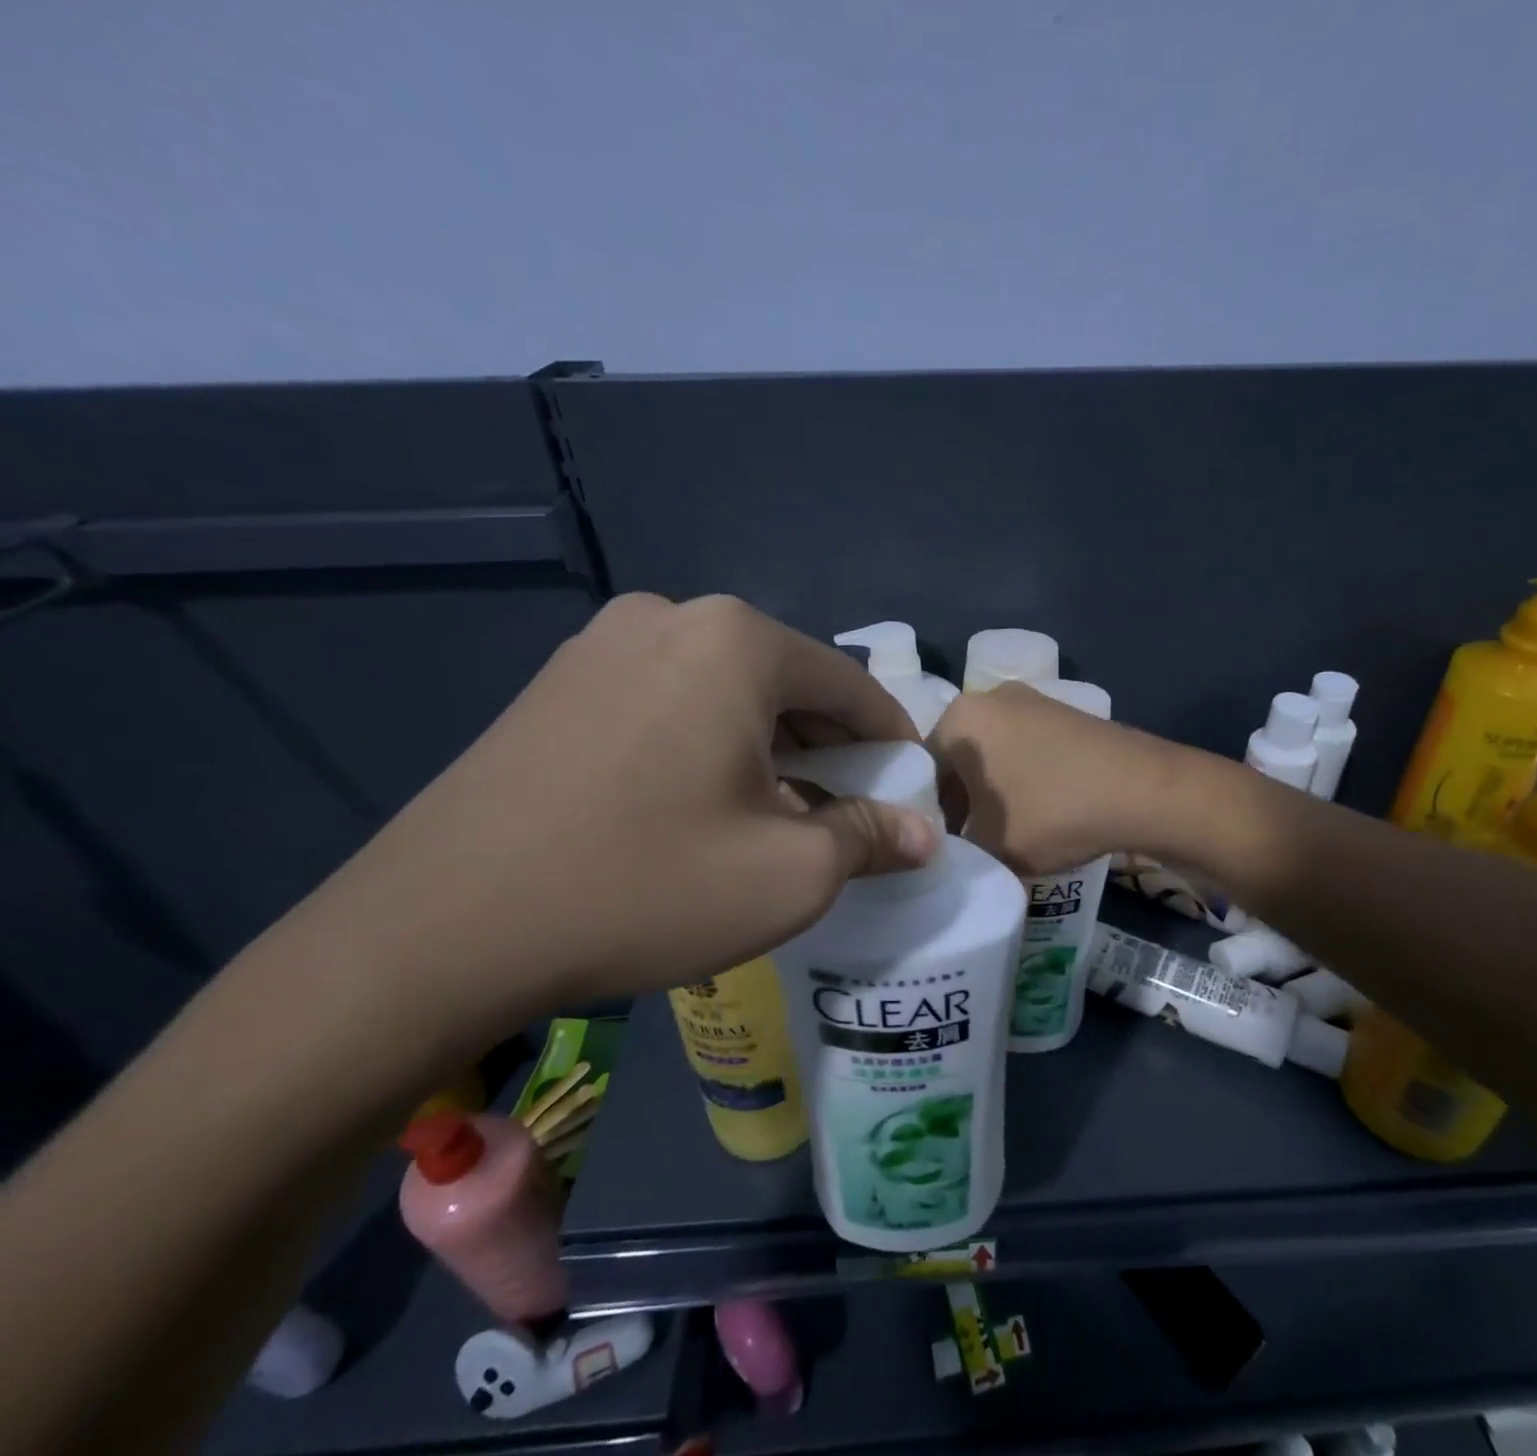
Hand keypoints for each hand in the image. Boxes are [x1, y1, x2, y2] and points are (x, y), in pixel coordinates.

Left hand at [281, 595, 936, 1026]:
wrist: (439, 929)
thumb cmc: (644, 885)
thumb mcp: (789, 874)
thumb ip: (870, 838)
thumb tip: (922, 834)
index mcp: (737, 640)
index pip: (850, 684)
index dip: (889, 739)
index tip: (908, 788)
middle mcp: (670, 616)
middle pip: (785, 681)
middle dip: (825, 745)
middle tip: (841, 810)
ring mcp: (600, 643)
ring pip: (722, 690)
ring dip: (764, 744)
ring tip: (770, 811)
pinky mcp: (556, 683)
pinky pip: (664, 700)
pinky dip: (703, 742)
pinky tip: (693, 802)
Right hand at [928, 683, 1187, 875]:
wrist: (1143, 790)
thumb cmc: (1052, 812)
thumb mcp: (990, 846)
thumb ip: (957, 848)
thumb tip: (953, 848)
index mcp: (960, 719)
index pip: (921, 770)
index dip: (927, 813)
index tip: (942, 846)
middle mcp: (989, 697)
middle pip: (957, 758)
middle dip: (959, 800)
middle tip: (969, 842)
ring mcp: (1031, 700)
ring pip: (992, 753)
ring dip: (990, 790)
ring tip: (1004, 830)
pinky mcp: (1064, 713)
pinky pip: (1025, 747)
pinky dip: (1021, 777)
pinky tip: (1038, 809)